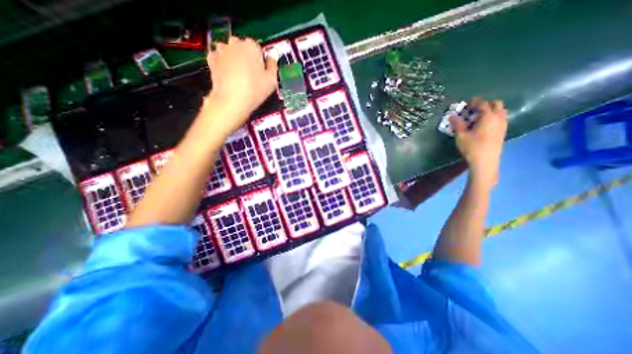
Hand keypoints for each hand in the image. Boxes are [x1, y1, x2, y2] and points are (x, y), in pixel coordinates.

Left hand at [204, 35, 276, 134]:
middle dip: (247, 58)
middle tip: (251, 75)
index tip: (261, 71)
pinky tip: (229, 76)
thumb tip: (272, 58)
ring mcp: (221, 50)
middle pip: (243, 48)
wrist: (231, 100)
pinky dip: (224, 64)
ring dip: (235, 60)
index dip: (260, 60)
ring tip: (240, 77)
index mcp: (251, 46)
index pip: (258, 48)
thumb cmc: (254, 90)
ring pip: (231, 52)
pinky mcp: (211, 59)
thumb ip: (273, 65)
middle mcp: (235, 43)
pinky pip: (220, 58)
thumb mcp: (272, 80)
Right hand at [448, 97, 506, 187]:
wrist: (485, 161)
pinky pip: (501, 118)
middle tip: (472, 110)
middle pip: (495, 104)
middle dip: (484, 104)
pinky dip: (493, 117)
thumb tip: (451, 116)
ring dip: (490, 110)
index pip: (482, 103)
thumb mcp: (461, 136)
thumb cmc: (472, 147)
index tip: (465, 103)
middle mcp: (498, 118)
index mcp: (488, 117)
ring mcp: (503, 124)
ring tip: (478, 117)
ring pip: (500, 110)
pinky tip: (483, 125)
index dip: (474, 101)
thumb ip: (457, 124)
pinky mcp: (503, 131)